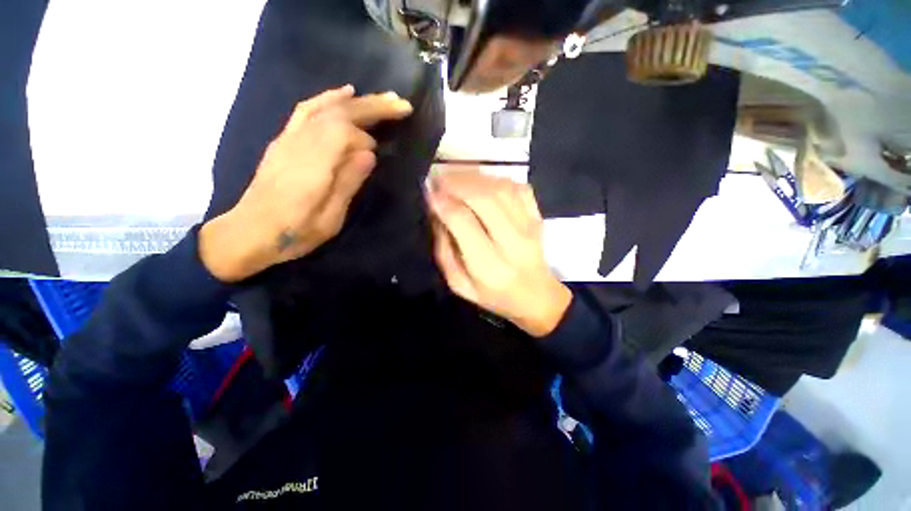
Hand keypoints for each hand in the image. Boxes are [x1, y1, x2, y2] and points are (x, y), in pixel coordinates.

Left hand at [200, 85, 412, 281]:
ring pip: (325, 107)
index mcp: (312, 166)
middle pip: (338, 113)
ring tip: (384, 98)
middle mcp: (298, 143)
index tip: (376, 156)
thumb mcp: (329, 219)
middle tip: (402, 105)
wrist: (249, 232)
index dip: (365, 139)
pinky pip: (307, 110)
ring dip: (357, 101)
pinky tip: (344, 93)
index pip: (342, 132)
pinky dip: (329, 98)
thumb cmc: (294, 232)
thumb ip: (348, 183)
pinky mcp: (285, 140)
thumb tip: (369, 154)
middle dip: (372, 106)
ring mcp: (288, 138)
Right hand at [427, 169, 571, 336]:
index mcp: (488, 265)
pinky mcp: (538, 217)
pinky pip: (519, 187)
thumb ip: (444, 250)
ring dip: (475, 177)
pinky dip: (497, 179)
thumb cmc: (493, 295)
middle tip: (440, 177)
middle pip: (484, 198)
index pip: (462, 221)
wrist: (536, 296)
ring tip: (456, 176)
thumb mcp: (459, 284)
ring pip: (501, 188)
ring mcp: (529, 227)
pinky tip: (483, 182)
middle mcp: (512, 242)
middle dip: (457, 182)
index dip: (443, 202)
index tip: (429, 191)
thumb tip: (437, 213)